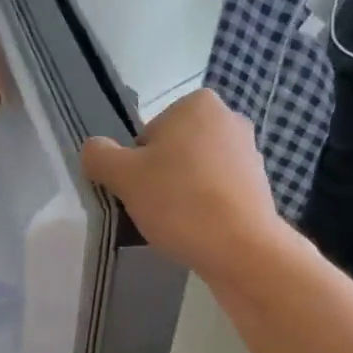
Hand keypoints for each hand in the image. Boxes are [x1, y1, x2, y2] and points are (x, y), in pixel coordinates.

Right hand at [81, 90, 282, 281]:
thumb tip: (93, 149)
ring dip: (182, 194)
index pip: (147, 134)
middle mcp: (229, 119)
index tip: (140, 189)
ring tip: (176, 224)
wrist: (240, 249)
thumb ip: (100, 156)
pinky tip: (198, 231)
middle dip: (161, 177)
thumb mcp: (124, 177)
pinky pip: (217, 194)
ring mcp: (249, 153)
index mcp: (197, 103)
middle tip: (154, 208)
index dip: (136, 164)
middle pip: (172, 152)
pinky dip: (205, 209)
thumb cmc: (179, 201)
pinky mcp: (260, 187)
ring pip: (195, 174)